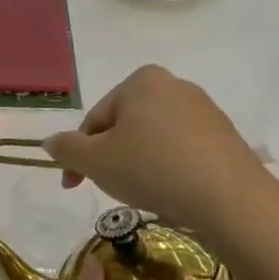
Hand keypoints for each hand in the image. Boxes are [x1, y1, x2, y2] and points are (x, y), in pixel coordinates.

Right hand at [41, 65, 278, 237]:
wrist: (229, 198)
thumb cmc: (152, 169)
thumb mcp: (95, 161)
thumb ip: (66, 149)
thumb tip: (49, 142)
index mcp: (141, 81)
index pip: (95, 119)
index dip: (78, 154)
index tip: (72, 184)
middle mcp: (175, 85)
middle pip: (124, 126)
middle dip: (110, 157)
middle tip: (107, 188)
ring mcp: (204, 110)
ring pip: (152, 139)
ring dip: (137, 164)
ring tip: (141, 193)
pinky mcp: (224, 137)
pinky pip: (180, 151)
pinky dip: (166, 169)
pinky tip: (169, 192)